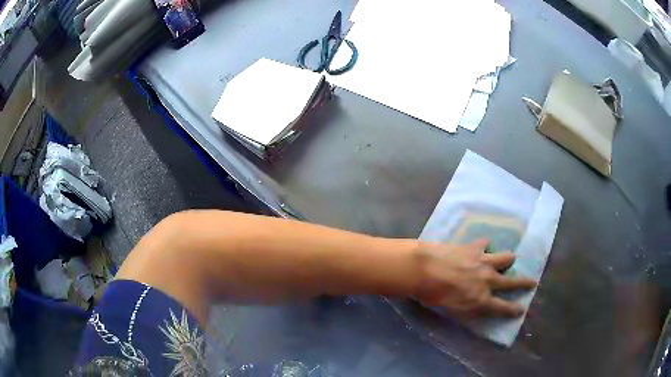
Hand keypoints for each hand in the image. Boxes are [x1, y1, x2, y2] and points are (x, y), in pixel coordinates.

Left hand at [413, 239, 536, 318]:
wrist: (424, 269)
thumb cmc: (433, 295)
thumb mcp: (451, 310)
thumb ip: (468, 309)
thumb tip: (478, 307)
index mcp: (481, 300)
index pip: (502, 308)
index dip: (513, 310)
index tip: (522, 309)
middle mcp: (488, 281)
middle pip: (512, 283)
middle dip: (524, 283)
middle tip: (533, 282)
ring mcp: (484, 262)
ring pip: (506, 258)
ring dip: (508, 260)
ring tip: (509, 260)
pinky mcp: (475, 247)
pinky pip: (486, 243)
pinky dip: (485, 245)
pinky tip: (482, 245)